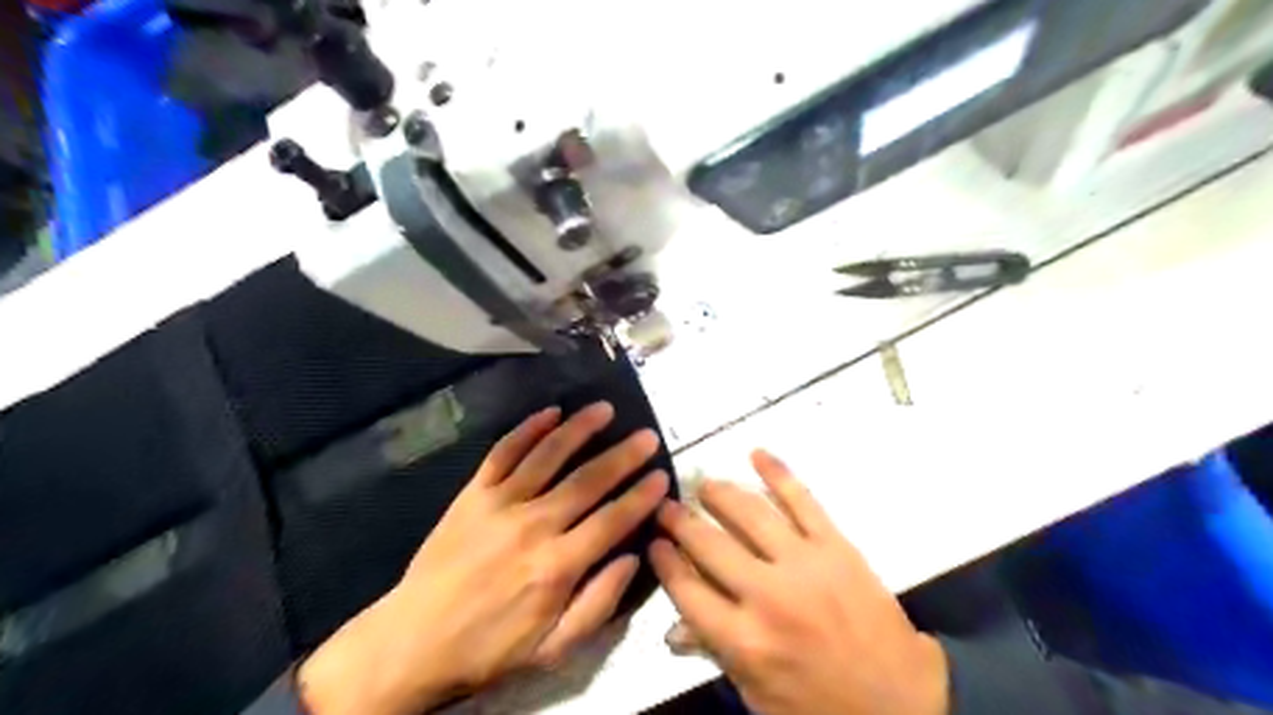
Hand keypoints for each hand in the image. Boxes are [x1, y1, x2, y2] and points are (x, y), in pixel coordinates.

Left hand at [299, 402, 670, 714]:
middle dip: (623, 456)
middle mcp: (533, 526)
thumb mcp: (552, 650)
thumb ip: (598, 603)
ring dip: (580, 429)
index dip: (640, 497)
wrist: (413, 641)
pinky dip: (528, 429)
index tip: (662, 475)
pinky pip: (503, 453)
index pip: (612, 521)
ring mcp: (500, 504)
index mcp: (557, 566)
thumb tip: (633, 558)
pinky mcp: (473, 493)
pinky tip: (550, 412)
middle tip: (647, 436)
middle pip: (587, 481)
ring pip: (548, 456)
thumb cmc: (489, 648)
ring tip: (605, 409)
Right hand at [651, 453, 948, 713]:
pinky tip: (757, 454)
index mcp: (744, 640)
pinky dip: (778, 474)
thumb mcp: (758, 695)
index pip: (687, 590)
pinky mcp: (836, 545)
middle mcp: (768, 596)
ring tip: (703, 484)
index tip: (653, 541)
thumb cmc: (821, 705)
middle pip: (710, 545)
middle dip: (681, 522)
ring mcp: (805, 564)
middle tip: (667, 506)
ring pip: (751, 514)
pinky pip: (803, 500)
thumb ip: (716, 653)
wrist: (902, 701)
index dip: (664, 561)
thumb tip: (674, 626)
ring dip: (720, 494)